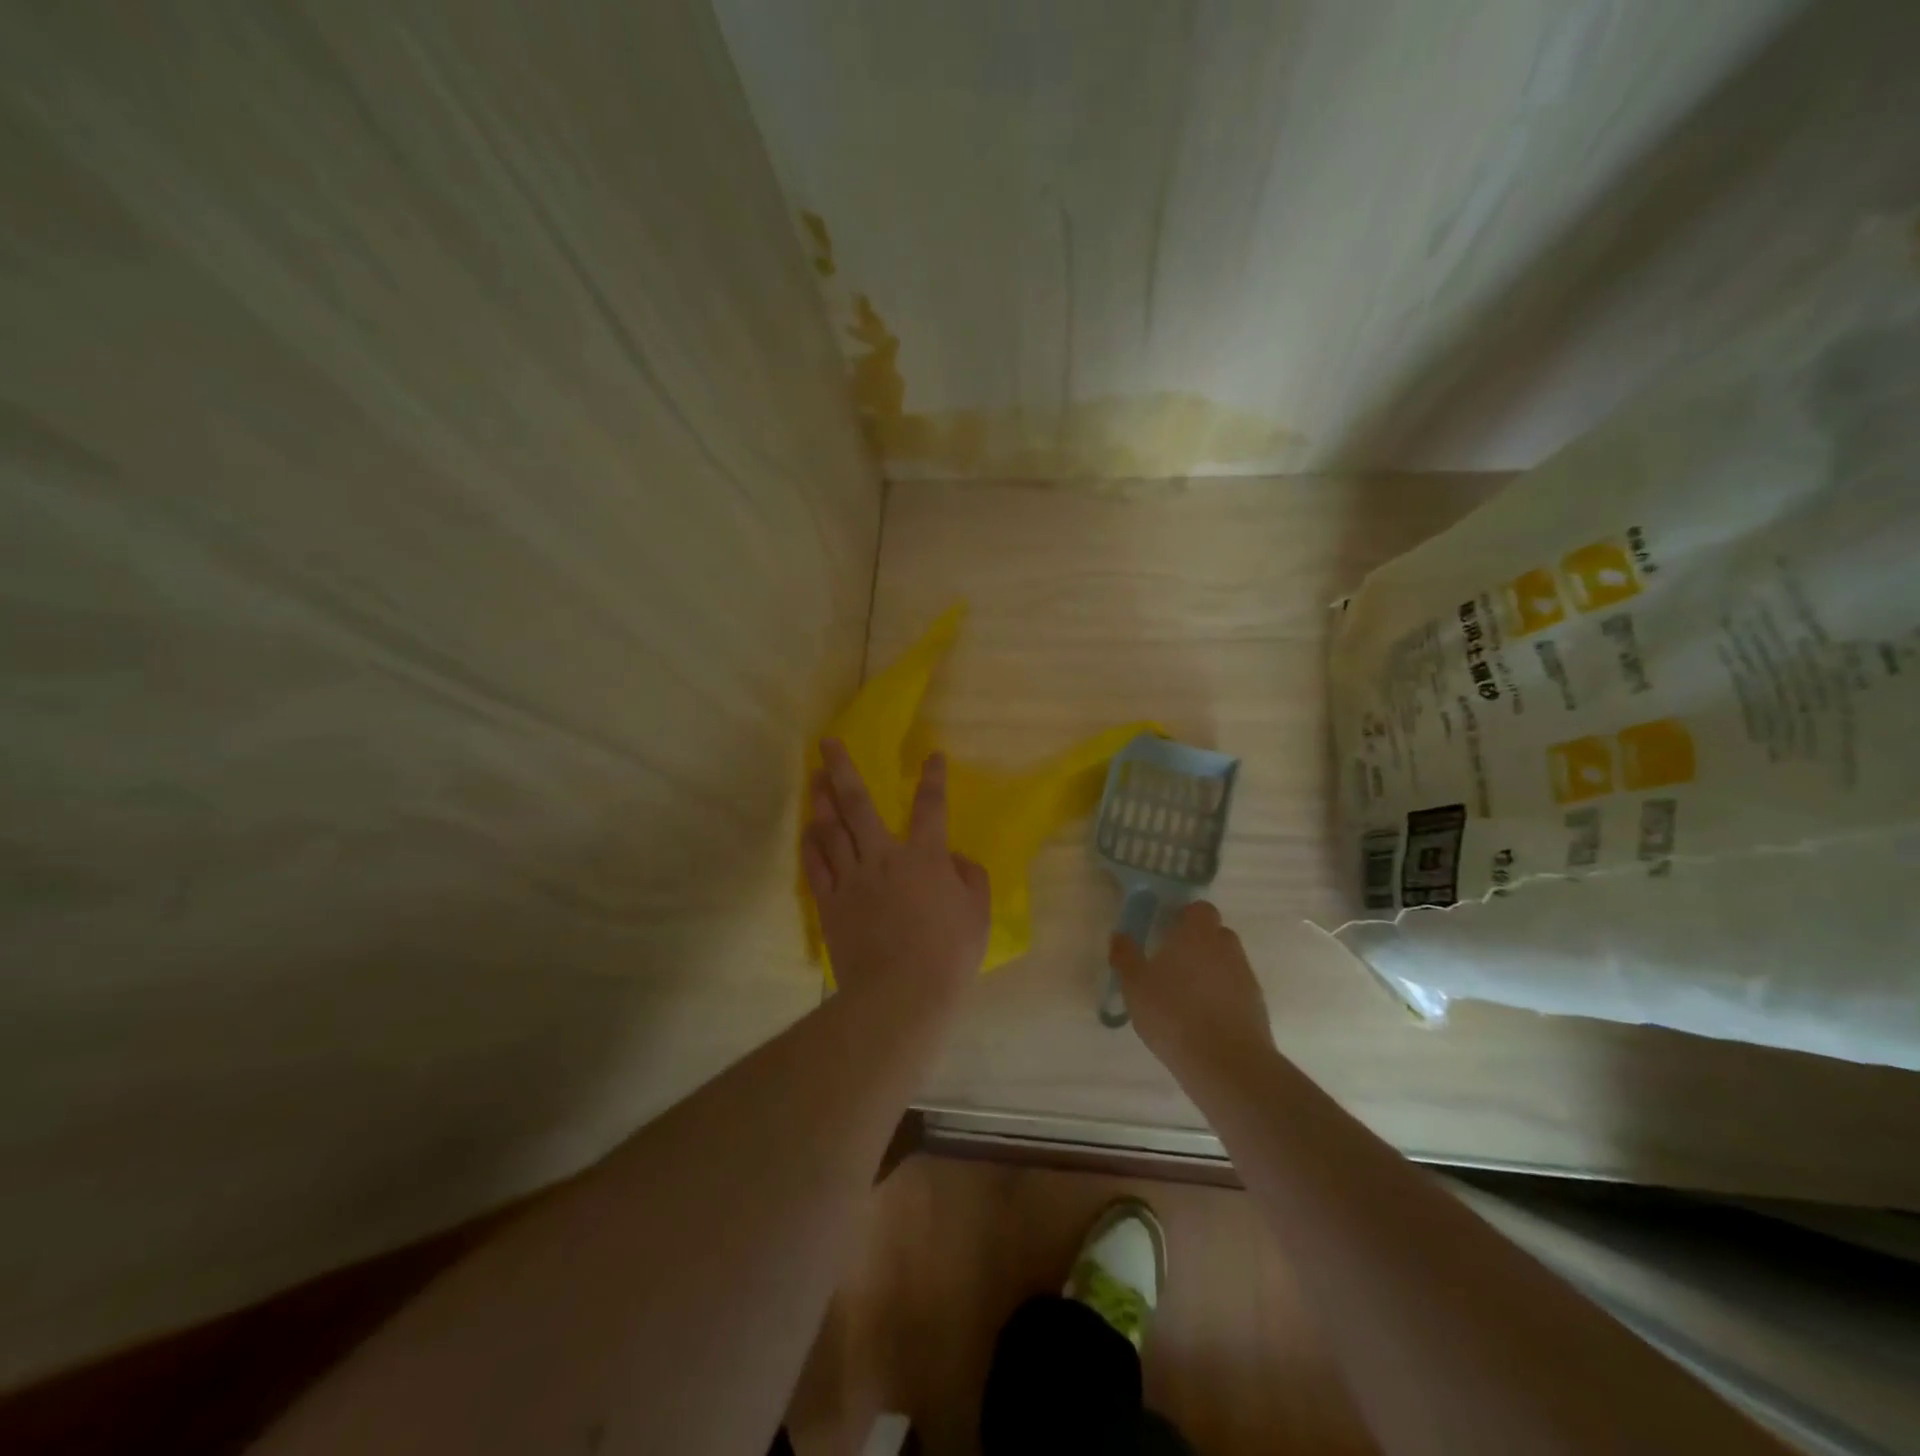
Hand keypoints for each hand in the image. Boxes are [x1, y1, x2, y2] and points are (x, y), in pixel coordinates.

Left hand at [803, 739, 990, 1016]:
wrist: (900, 992)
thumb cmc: (947, 953)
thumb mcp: (977, 913)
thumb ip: (971, 877)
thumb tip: (955, 859)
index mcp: (923, 856)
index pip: (930, 807)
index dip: (933, 779)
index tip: (933, 757)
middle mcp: (882, 856)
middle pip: (858, 804)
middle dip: (842, 769)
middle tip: (827, 743)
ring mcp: (851, 878)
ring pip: (831, 829)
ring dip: (821, 800)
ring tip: (814, 778)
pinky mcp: (830, 903)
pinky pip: (816, 866)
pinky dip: (810, 844)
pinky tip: (808, 830)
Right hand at [1110, 902, 1272, 1082]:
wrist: (1227, 1065)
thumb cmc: (1174, 1014)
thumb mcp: (1135, 986)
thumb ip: (1126, 957)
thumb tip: (1119, 936)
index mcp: (1198, 934)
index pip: (1200, 909)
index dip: (1185, 916)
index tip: (1167, 930)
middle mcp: (1226, 948)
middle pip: (1216, 934)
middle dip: (1198, 943)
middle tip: (1172, 962)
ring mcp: (1246, 977)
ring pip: (1227, 962)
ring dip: (1210, 970)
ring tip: (1186, 994)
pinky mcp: (1257, 1006)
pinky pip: (1236, 990)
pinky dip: (1222, 996)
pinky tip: (1203, 1018)